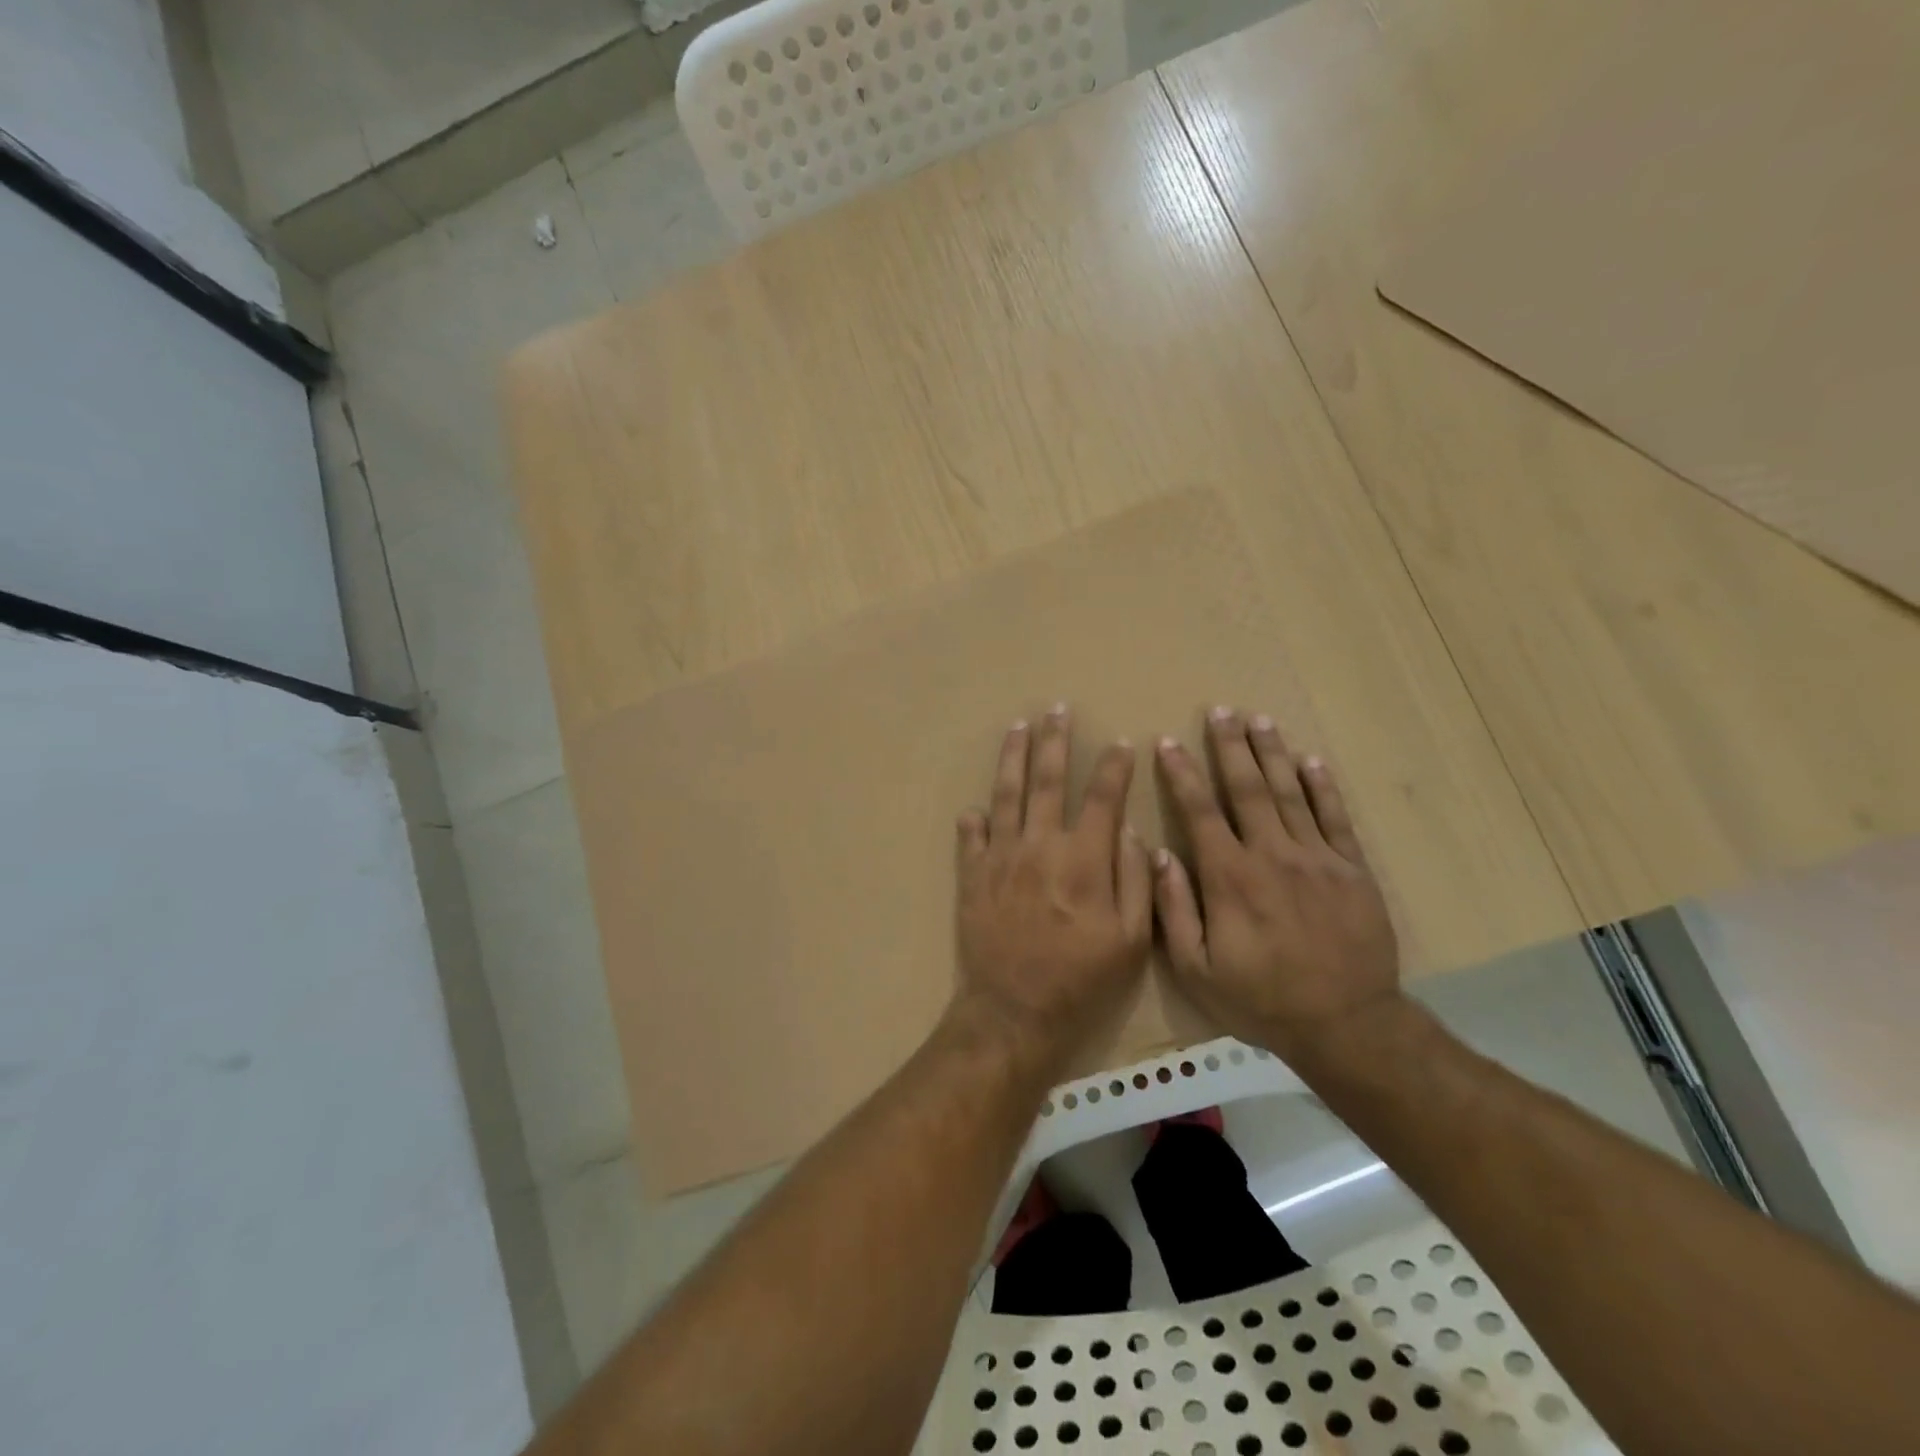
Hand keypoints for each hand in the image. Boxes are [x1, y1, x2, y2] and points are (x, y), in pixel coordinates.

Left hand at [954, 705, 1152, 1075]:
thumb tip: (1127, 832)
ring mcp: (1000, 858)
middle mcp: (1039, 847)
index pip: (1102, 798)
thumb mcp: (1130, 942)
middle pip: (1047, 781)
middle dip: (1054, 741)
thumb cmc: (1081, 981)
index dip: (1114, 768)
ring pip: (1005, 795)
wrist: (1014, 1012)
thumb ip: (1135, 882)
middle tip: (1056, 709)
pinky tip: (975, 807)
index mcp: (1083, 860)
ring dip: (1012, 758)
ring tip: (1017, 728)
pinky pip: (971, 838)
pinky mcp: (972, 877)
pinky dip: (974, 819)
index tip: (1122, 744)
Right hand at [1152, 706, 1401, 1064]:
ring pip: (1290, 792)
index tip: (1169, 743)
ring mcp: (1317, 859)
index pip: (1200, 812)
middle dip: (1230, 746)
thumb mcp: (1198, 970)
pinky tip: (1311, 759)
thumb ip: (1175, 909)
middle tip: (1220, 710)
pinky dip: (1323, 786)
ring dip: (1272, 752)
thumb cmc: (1262, 999)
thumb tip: (1159, 855)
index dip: (1182, 774)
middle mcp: (1272, 855)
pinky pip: (1335, 818)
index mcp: (1230, 877)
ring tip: (1259, 718)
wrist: (1346, 1024)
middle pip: (1248, 788)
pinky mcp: (1352, 870)